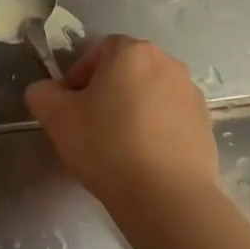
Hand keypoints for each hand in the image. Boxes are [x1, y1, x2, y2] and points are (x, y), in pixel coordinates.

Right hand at [24, 35, 217, 208]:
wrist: (168, 198)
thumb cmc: (107, 145)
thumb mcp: (56, 117)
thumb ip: (42, 93)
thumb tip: (47, 91)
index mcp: (131, 52)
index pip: (99, 50)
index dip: (79, 75)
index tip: (71, 106)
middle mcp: (167, 62)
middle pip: (127, 70)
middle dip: (107, 91)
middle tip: (90, 124)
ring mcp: (191, 94)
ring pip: (150, 93)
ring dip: (133, 109)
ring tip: (119, 146)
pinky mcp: (207, 125)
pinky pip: (171, 118)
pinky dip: (156, 130)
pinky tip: (144, 159)